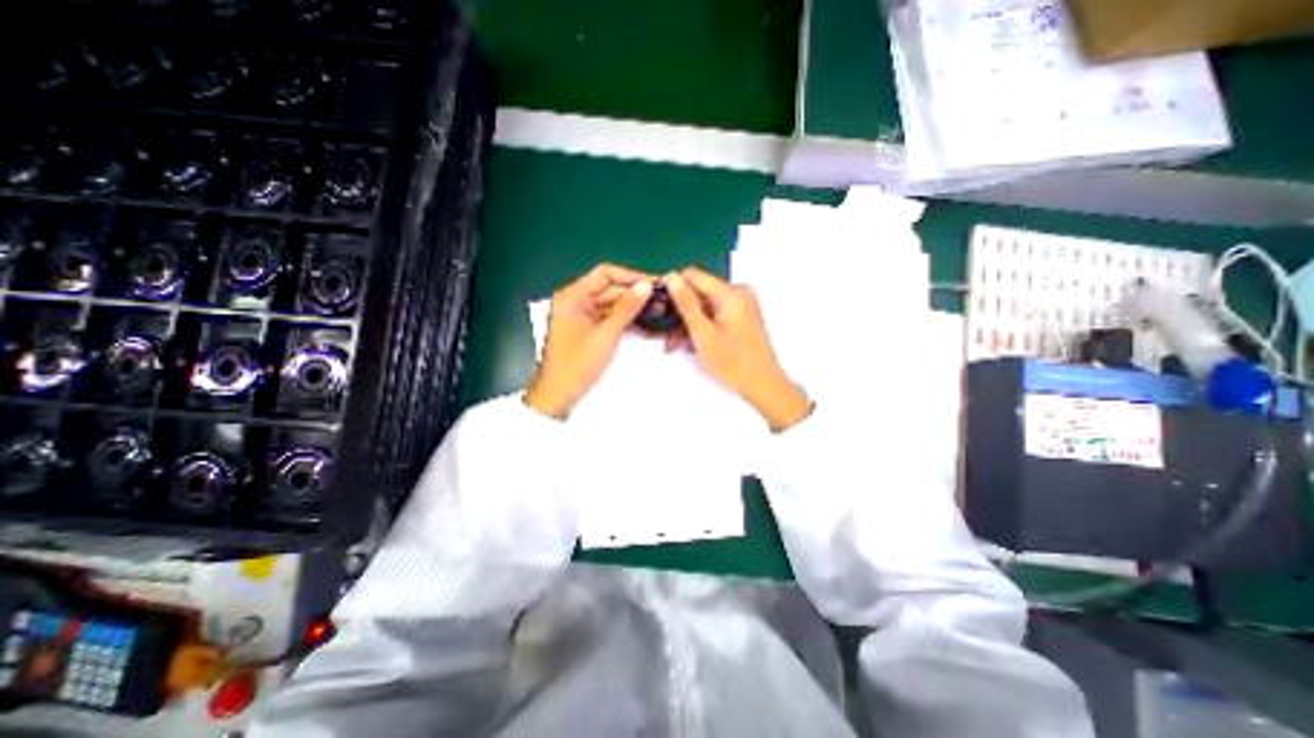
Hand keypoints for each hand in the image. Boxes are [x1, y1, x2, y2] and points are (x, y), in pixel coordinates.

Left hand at [523, 264, 647, 417]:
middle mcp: (576, 301)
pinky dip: (625, 320)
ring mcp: (581, 316)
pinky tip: (646, 323)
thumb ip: (626, 309)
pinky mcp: (588, 329)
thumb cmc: (577, 365)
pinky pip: (609, 318)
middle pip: (610, 289)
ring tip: (660, 311)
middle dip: (635, 294)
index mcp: (573, 296)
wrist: (557, 397)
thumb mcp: (605, 335)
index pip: (605, 274)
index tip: (654, 284)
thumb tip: (647, 286)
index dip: (631, 276)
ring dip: (633, 308)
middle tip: (663, 300)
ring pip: (612, 304)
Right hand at [668, 267, 813, 433]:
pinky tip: (690, 345)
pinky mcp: (742, 318)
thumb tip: (671, 276)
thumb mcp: (703, 334)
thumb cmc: (732, 363)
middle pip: (699, 293)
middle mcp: (738, 293)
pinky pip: (715, 315)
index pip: (693, 276)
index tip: (658, 307)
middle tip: (665, 336)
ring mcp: (742, 306)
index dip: (672, 288)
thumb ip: (686, 304)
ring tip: (674, 346)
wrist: (764, 386)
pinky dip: (702, 327)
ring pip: (705, 306)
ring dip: (688, 323)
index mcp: (731, 293)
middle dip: (679, 313)